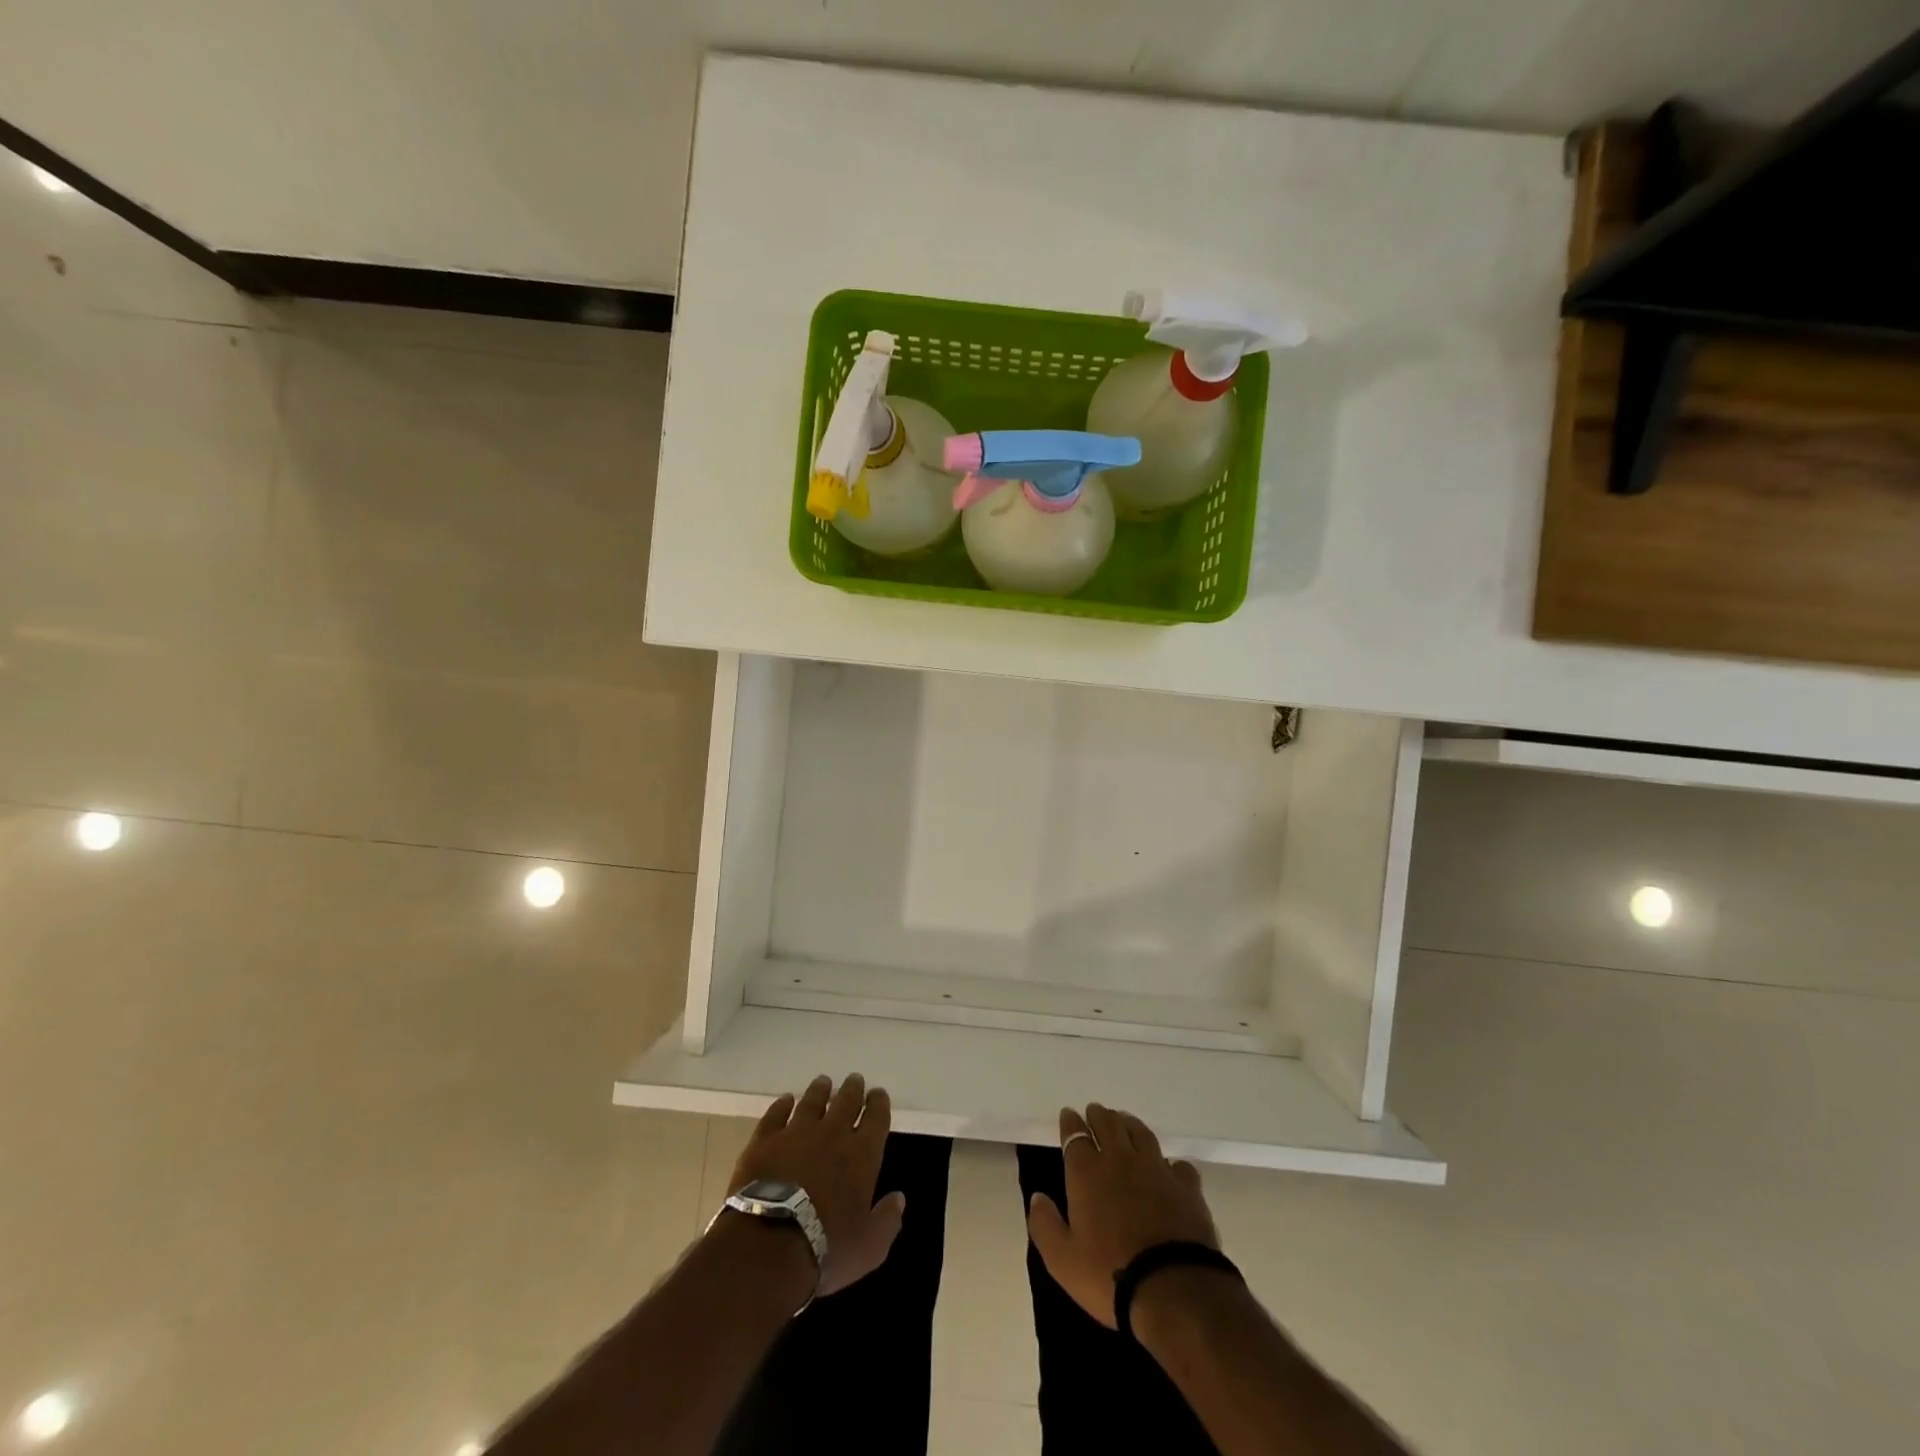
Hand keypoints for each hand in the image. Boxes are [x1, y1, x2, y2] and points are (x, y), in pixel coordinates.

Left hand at [727, 1073, 903, 1296]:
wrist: (768, 1244)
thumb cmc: (825, 1249)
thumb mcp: (868, 1247)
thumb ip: (886, 1221)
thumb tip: (899, 1198)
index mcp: (861, 1155)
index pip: (876, 1118)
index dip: (879, 1104)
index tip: (878, 1094)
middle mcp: (832, 1135)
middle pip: (846, 1102)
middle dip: (853, 1089)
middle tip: (854, 1080)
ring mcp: (796, 1134)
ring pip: (812, 1102)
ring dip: (820, 1090)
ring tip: (823, 1082)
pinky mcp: (764, 1141)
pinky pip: (776, 1115)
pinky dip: (782, 1105)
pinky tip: (785, 1100)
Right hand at [1026, 1103, 1220, 1327]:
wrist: (1173, 1290)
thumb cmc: (1110, 1276)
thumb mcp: (1062, 1260)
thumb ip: (1045, 1225)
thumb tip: (1037, 1197)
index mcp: (1087, 1173)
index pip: (1075, 1136)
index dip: (1070, 1123)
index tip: (1068, 1115)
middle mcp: (1120, 1160)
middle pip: (1108, 1124)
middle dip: (1098, 1115)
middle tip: (1095, 1112)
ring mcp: (1156, 1169)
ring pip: (1141, 1133)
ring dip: (1129, 1124)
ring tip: (1125, 1122)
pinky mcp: (1186, 1186)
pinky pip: (1177, 1163)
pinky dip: (1169, 1161)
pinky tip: (1168, 1167)